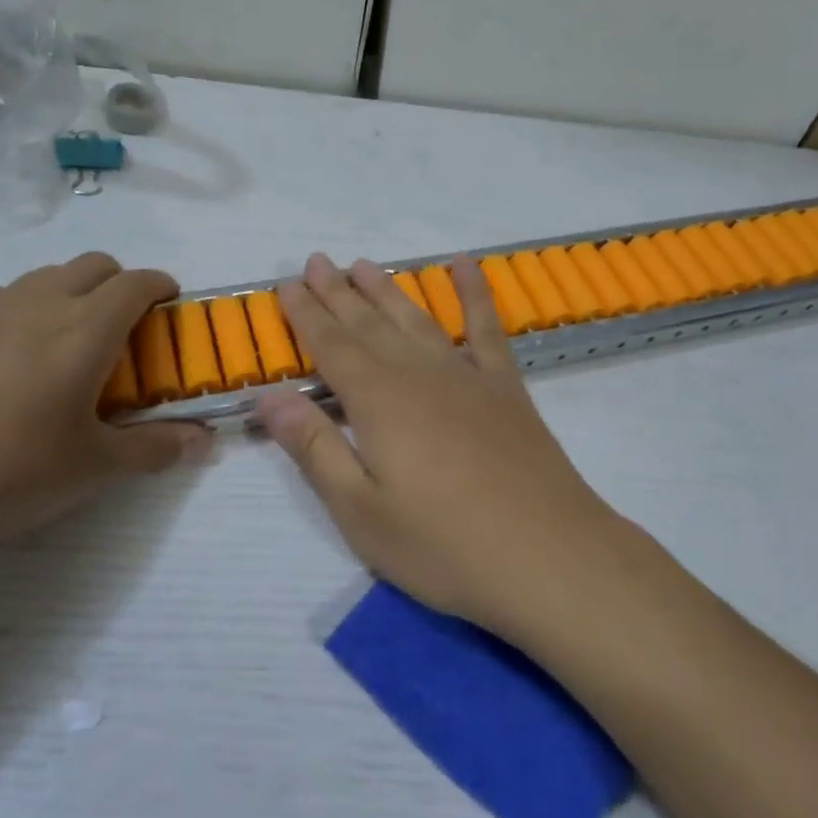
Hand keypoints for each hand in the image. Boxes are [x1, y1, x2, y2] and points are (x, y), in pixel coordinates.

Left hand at [0, 254, 211, 563]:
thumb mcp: (88, 470)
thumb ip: (154, 449)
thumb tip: (205, 442)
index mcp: (84, 330)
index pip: (137, 284)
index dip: (161, 286)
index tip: (170, 305)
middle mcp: (37, 303)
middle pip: (92, 265)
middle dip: (118, 284)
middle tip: (121, 332)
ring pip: (42, 278)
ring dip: (67, 295)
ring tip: (58, 350)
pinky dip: (17, 312)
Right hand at [257, 254, 621, 636]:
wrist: (549, 556)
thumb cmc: (444, 545)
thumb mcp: (361, 512)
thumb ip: (314, 448)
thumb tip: (269, 396)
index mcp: (378, 401)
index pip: (331, 346)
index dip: (306, 314)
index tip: (287, 284)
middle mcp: (419, 373)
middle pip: (369, 323)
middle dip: (339, 292)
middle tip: (317, 261)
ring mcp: (466, 375)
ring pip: (416, 318)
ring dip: (387, 290)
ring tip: (365, 265)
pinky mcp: (505, 386)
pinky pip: (485, 326)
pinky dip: (474, 291)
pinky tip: (464, 265)